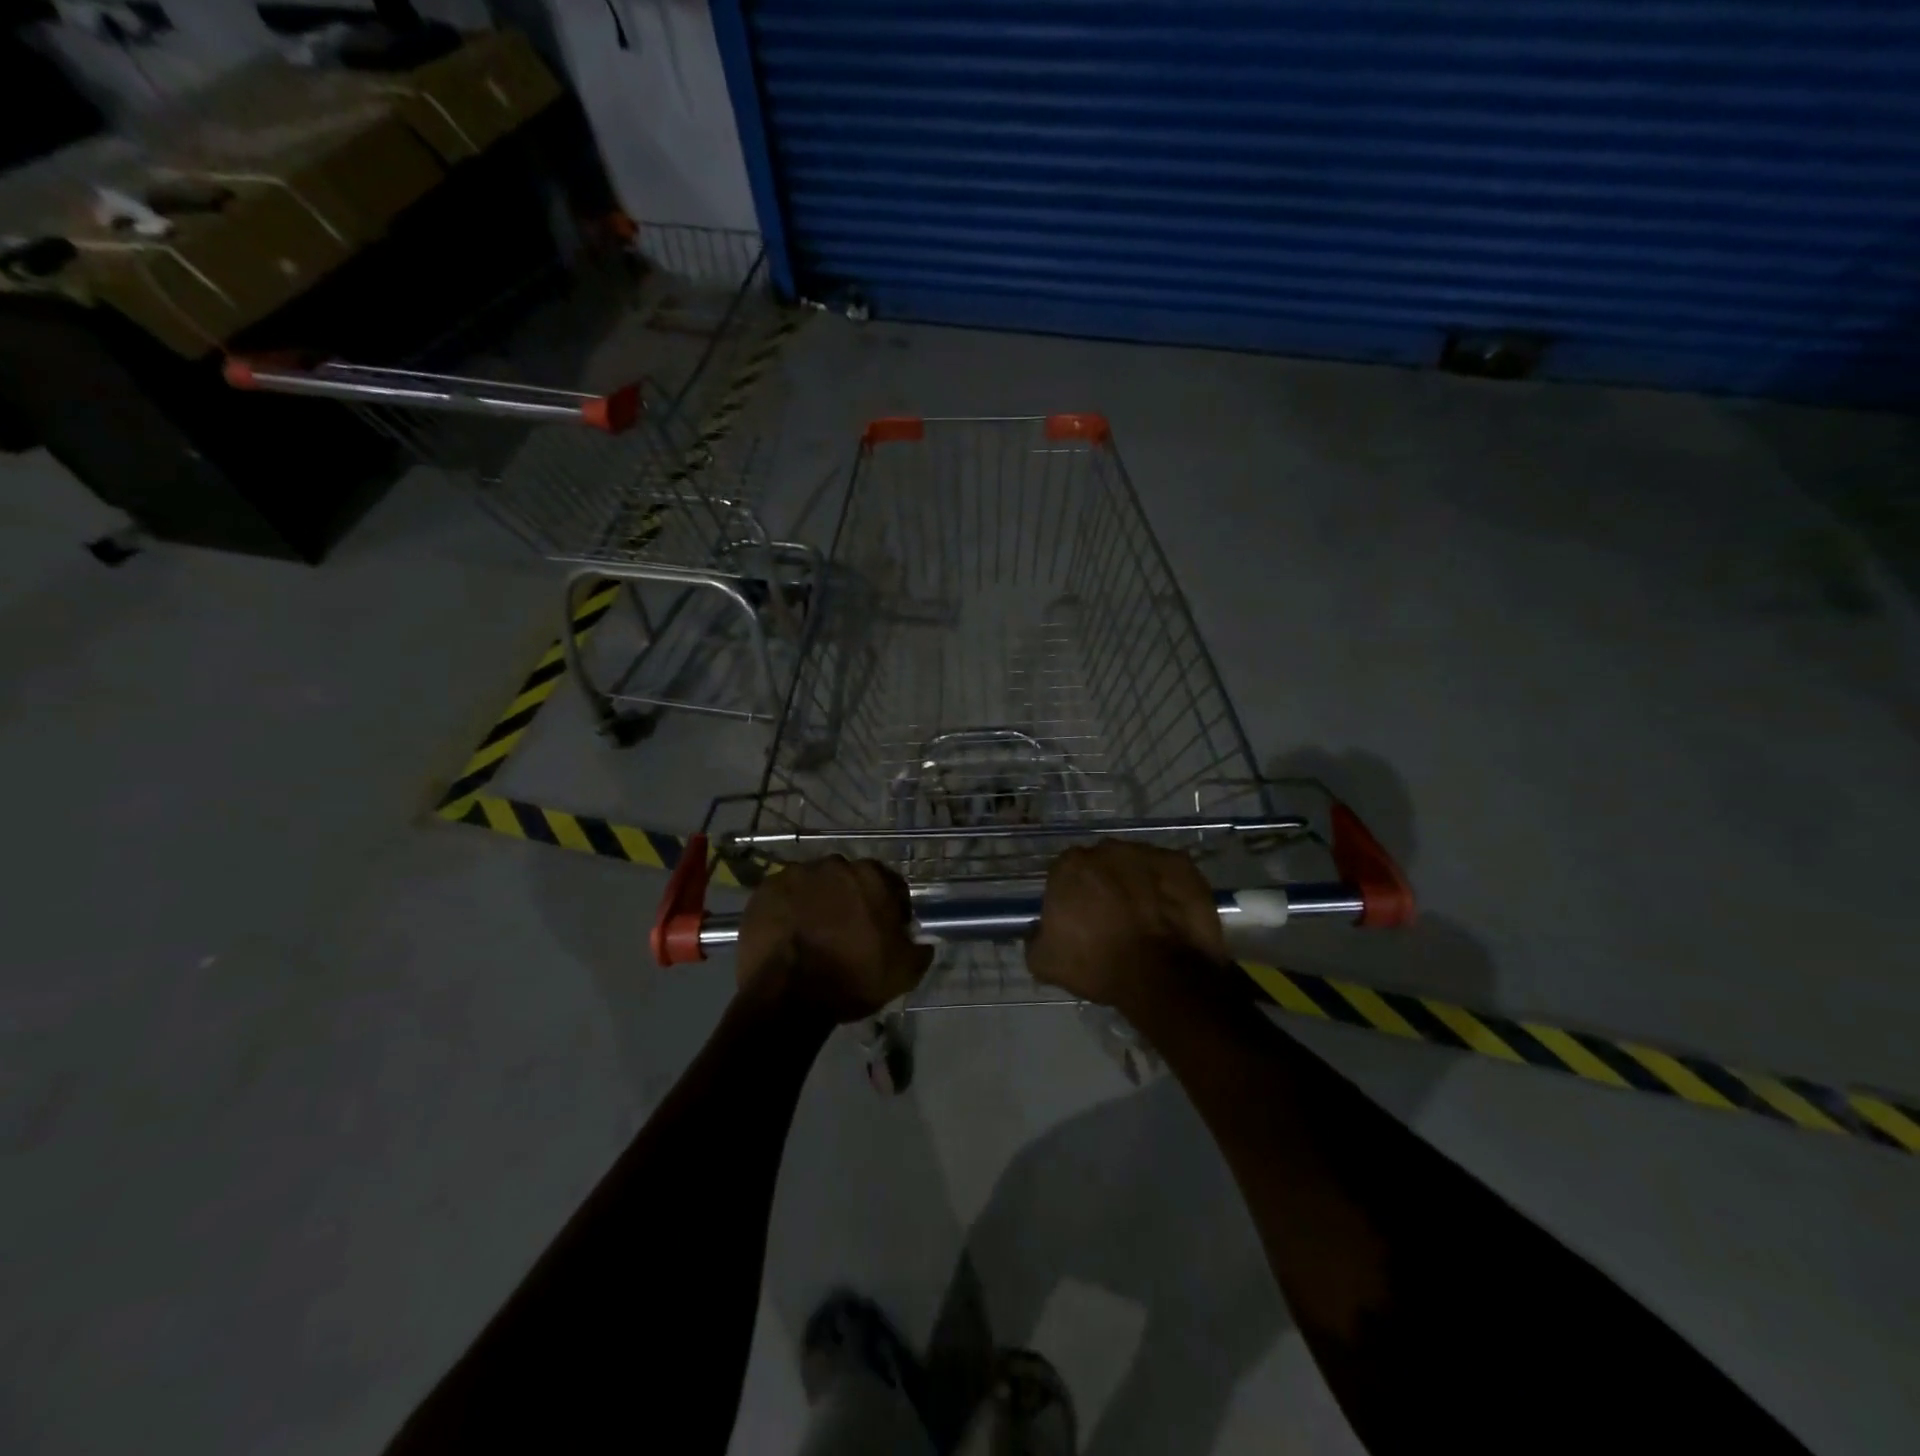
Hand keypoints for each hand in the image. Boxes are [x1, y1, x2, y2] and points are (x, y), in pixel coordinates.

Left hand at [736, 856, 932, 1022]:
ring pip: (814, 885)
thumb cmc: (852, 978)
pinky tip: (788, 935)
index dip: (890, 909)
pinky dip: (788, 910)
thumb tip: (922, 941)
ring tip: (813, 935)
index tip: (885, 933)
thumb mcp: (903, 972)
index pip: (890, 886)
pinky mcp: (764, 890)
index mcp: (872, 876)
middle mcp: (834, 865)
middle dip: (851, 900)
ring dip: (818, 902)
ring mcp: (795, 874)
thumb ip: (919, 950)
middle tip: (847, 933)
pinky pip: (784, 896)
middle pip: (849, 881)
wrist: (788, 995)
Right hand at [1027, 842, 1227, 1006]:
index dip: (1072, 897)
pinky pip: (1168, 874)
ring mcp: (1147, 853)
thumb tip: (1038, 930)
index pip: (1065, 874)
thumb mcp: (1045, 962)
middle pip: (1101, 865)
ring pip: (1135, 865)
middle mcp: (1107, 849)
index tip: (1080, 920)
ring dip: (1136, 884)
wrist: (1163, 975)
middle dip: (1104, 885)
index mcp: (1070, 865)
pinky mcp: (1181, 864)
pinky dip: (1167, 889)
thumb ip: (1034, 938)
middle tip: (1112, 919)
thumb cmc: (1098, 964)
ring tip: (1145, 919)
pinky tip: (1169, 915)